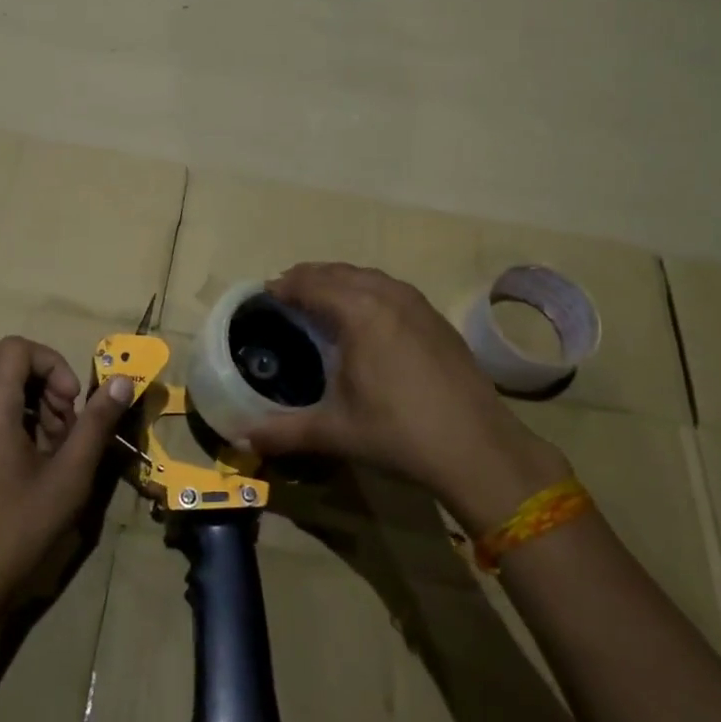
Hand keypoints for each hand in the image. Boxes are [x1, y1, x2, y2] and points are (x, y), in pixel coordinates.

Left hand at [0, 337, 134, 624]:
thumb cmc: (18, 529)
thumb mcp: (69, 476)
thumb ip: (97, 423)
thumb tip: (123, 381)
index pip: (17, 348)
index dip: (53, 364)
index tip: (72, 403)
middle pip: (8, 361)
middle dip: (47, 380)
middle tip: (67, 421)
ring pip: (1, 384)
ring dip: (37, 400)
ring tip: (58, 444)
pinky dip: (21, 416)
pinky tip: (39, 457)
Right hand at [245, 263, 568, 534]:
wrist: (478, 448)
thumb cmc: (398, 434)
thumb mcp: (335, 432)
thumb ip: (284, 432)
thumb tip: (242, 440)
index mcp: (358, 312)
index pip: (312, 285)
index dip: (285, 286)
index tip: (266, 293)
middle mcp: (387, 296)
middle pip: (339, 273)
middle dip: (310, 277)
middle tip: (287, 292)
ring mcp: (418, 304)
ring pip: (369, 276)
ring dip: (340, 279)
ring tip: (322, 297)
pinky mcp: (437, 319)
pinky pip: (392, 288)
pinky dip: (368, 289)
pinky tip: (367, 313)